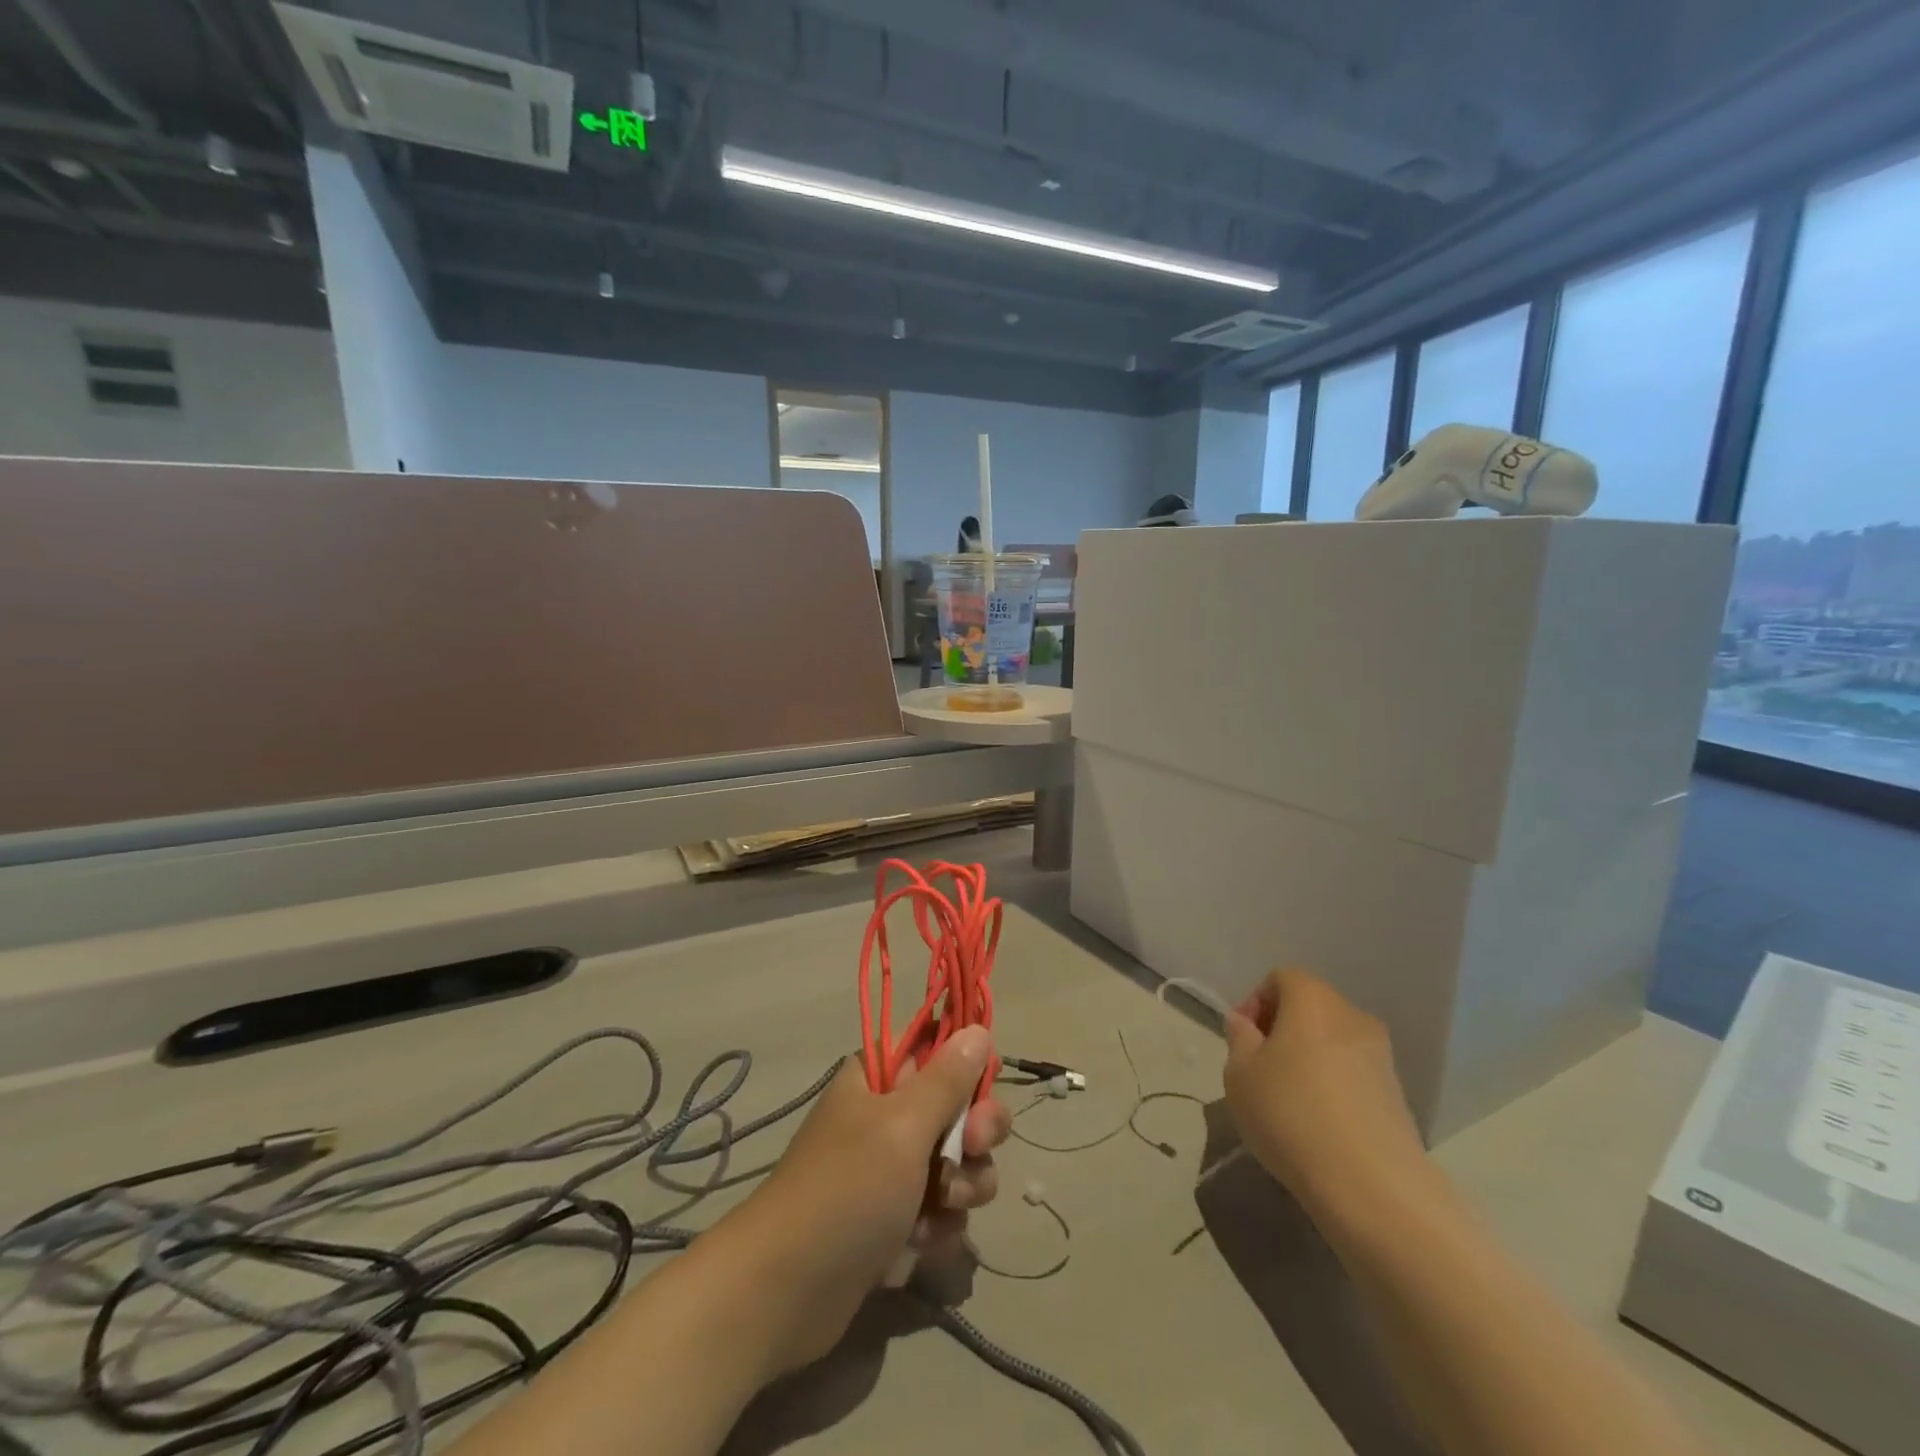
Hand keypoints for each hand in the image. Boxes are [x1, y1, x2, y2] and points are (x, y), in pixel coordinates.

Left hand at [716, 1026, 1010, 1374]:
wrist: (785, 1291)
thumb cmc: (847, 1189)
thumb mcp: (904, 1125)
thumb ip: (948, 1079)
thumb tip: (977, 1029)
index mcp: (880, 1077)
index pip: (938, 1047)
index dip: (968, 1066)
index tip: (984, 1090)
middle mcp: (888, 1115)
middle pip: (958, 1106)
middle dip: (976, 1133)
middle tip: (972, 1151)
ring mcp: (891, 1168)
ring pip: (958, 1160)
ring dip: (963, 1185)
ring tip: (941, 1210)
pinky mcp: (895, 1218)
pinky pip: (942, 1207)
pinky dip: (940, 1224)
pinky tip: (921, 1244)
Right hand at [1222, 969, 1426, 1217]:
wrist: (1372, 1185)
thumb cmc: (1291, 1113)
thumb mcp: (1240, 1073)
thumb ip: (1239, 1039)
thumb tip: (1247, 1025)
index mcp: (1313, 1000)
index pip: (1281, 978)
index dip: (1255, 1001)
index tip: (1242, 1039)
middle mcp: (1353, 1016)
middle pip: (1311, 1007)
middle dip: (1282, 1029)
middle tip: (1259, 1067)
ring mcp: (1382, 1057)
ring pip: (1333, 1041)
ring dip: (1308, 1058)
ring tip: (1288, 1098)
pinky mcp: (1398, 1095)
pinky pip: (1353, 1073)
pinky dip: (1333, 1085)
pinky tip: (1317, 1122)